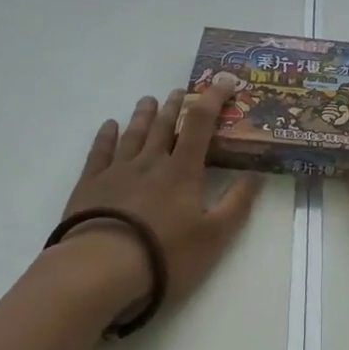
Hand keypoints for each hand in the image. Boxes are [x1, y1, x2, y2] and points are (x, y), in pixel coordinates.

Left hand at [58, 74, 262, 313]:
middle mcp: (150, 161)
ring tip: (147, 99)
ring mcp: (117, 171)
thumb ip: (237, 203)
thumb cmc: (165, 254)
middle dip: (175, 106)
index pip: (201, 124)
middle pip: (164, 126)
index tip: (224, 81)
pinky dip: (105, 136)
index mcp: (182, 171)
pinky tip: (108, 126)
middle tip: (180, 91)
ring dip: (143, 115)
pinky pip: (99, 152)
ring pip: (133, 134)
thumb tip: (258, 174)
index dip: (213, 99)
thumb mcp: (214, 236)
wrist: (101, 268)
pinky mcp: (90, 185)